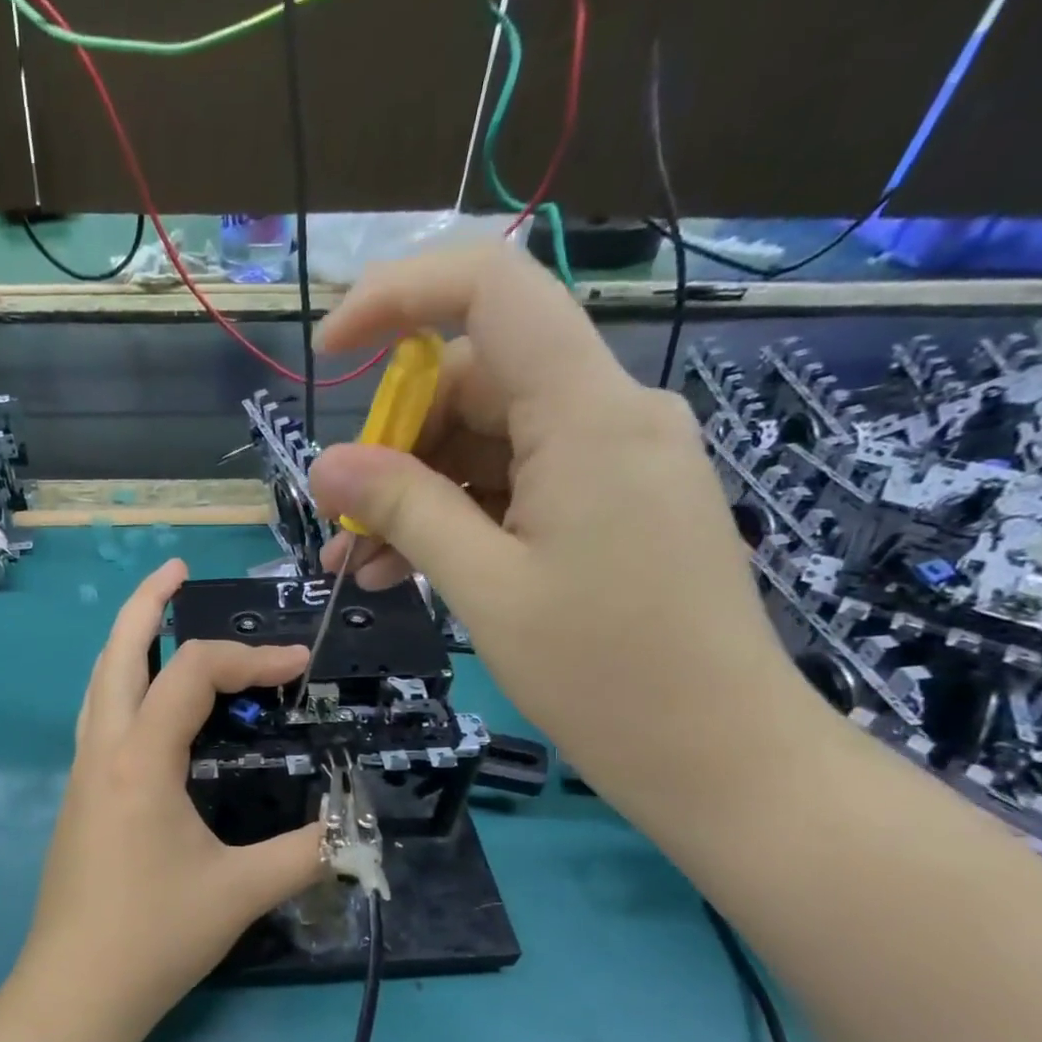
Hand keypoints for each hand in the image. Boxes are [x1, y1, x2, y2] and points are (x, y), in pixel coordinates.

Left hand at [16, 559, 325, 1036]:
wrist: (74, 995)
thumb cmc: (154, 936)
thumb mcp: (241, 891)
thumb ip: (306, 851)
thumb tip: (356, 829)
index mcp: (139, 759)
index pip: (192, 674)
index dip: (250, 658)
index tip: (298, 665)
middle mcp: (102, 752)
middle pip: (115, 654)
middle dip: (145, 604)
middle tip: (175, 571)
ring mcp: (81, 777)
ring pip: (98, 686)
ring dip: (126, 644)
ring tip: (159, 622)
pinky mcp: (78, 802)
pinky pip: (99, 721)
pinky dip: (124, 689)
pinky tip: (150, 709)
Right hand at [306, 243, 823, 813]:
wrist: (716, 752)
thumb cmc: (601, 672)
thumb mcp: (484, 587)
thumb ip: (404, 510)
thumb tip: (325, 464)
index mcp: (588, 414)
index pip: (492, 289)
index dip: (398, 297)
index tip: (330, 354)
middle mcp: (611, 415)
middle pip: (478, 381)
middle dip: (396, 445)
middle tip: (340, 522)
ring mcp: (617, 462)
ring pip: (490, 444)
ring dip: (417, 496)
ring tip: (357, 567)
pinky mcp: (615, 505)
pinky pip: (519, 487)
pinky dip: (459, 520)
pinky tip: (407, 572)